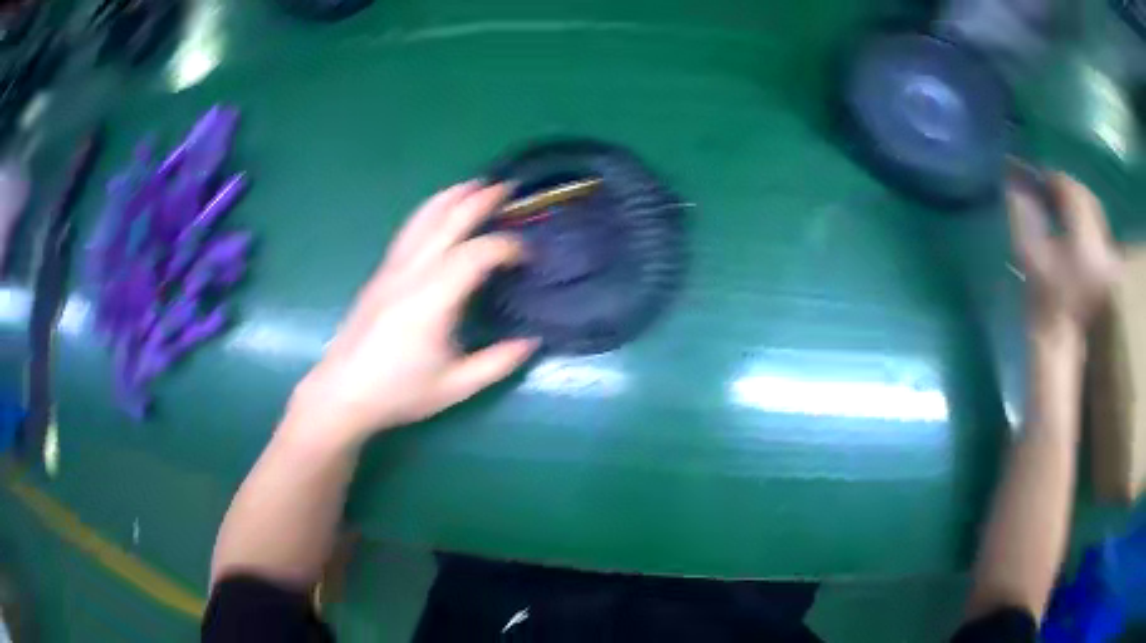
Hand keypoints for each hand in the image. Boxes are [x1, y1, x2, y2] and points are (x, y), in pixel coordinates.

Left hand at [287, 181, 538, 443]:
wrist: (342, 392)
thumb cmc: (398, 392)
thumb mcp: (455, 387)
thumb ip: (497, 363)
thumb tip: (532, 342)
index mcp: (432, 300)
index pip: (476, 255)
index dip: (507, 247)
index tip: (528, 255)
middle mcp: (411, 274)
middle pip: (448, 223)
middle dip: (479, 201)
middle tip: (507, 187)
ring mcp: (391, 270)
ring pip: (423, 219)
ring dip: (451, 197)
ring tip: (473, 184)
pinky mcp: (380, 274)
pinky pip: (408, 231)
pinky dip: (429, 212)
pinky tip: (437, 210)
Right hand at [1006, 171, 1119, 335]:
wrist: (1065, 348)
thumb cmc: (1046, 306)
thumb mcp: (1031, 260)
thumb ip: (1023, 219)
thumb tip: (1013, 185)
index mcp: (1085, 239)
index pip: (1071, 190)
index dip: (1051, 177)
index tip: (1034, 175)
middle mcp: (1102, 243)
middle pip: (1086, 197)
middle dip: (1066, 187)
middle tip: (1046, 186)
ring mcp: (1109, 257)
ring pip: (1094, 212)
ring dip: (1076, 203)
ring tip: (1058, 204)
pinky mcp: (1110, 268)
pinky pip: (1098, 230)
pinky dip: (1085, 221)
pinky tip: (1073, 227)